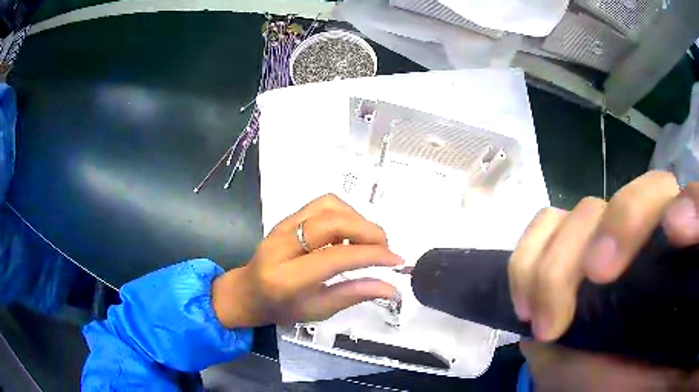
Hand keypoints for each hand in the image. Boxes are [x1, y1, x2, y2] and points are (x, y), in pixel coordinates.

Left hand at [211, 194, 402, 327]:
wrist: (248, 291)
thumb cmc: (281, 308)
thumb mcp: (317, 310)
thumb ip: (353, 295)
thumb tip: (391, 287)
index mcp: (287, 278)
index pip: (335, 257)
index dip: (371, 255)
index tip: (396, 261)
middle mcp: (282, 245)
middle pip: (332, 222)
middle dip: (368, 231)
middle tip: (385, 249)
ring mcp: (283, 226)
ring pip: (329, 206)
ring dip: (357, 219)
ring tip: (369, 241)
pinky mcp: (287, 217)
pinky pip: (323, 204)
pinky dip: (345, 213)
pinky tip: (349, 233)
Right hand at [510, 171, 698, 389]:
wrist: (585, 387)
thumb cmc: (627, 383)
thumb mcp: (656, 372)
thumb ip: (676, 339)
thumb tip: (695, 289)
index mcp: (676, 263)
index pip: (693, 205)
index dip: (691, 204)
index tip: (675, 231)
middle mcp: (647, 238)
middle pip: (643, 192)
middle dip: (620, 226)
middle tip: (596, 278)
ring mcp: (602, 240)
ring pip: (586, 209)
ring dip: (558, 264)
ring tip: (546, 321)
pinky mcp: (562, 250)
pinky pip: (545, 224)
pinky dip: (529, 256)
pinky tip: (526, 302)